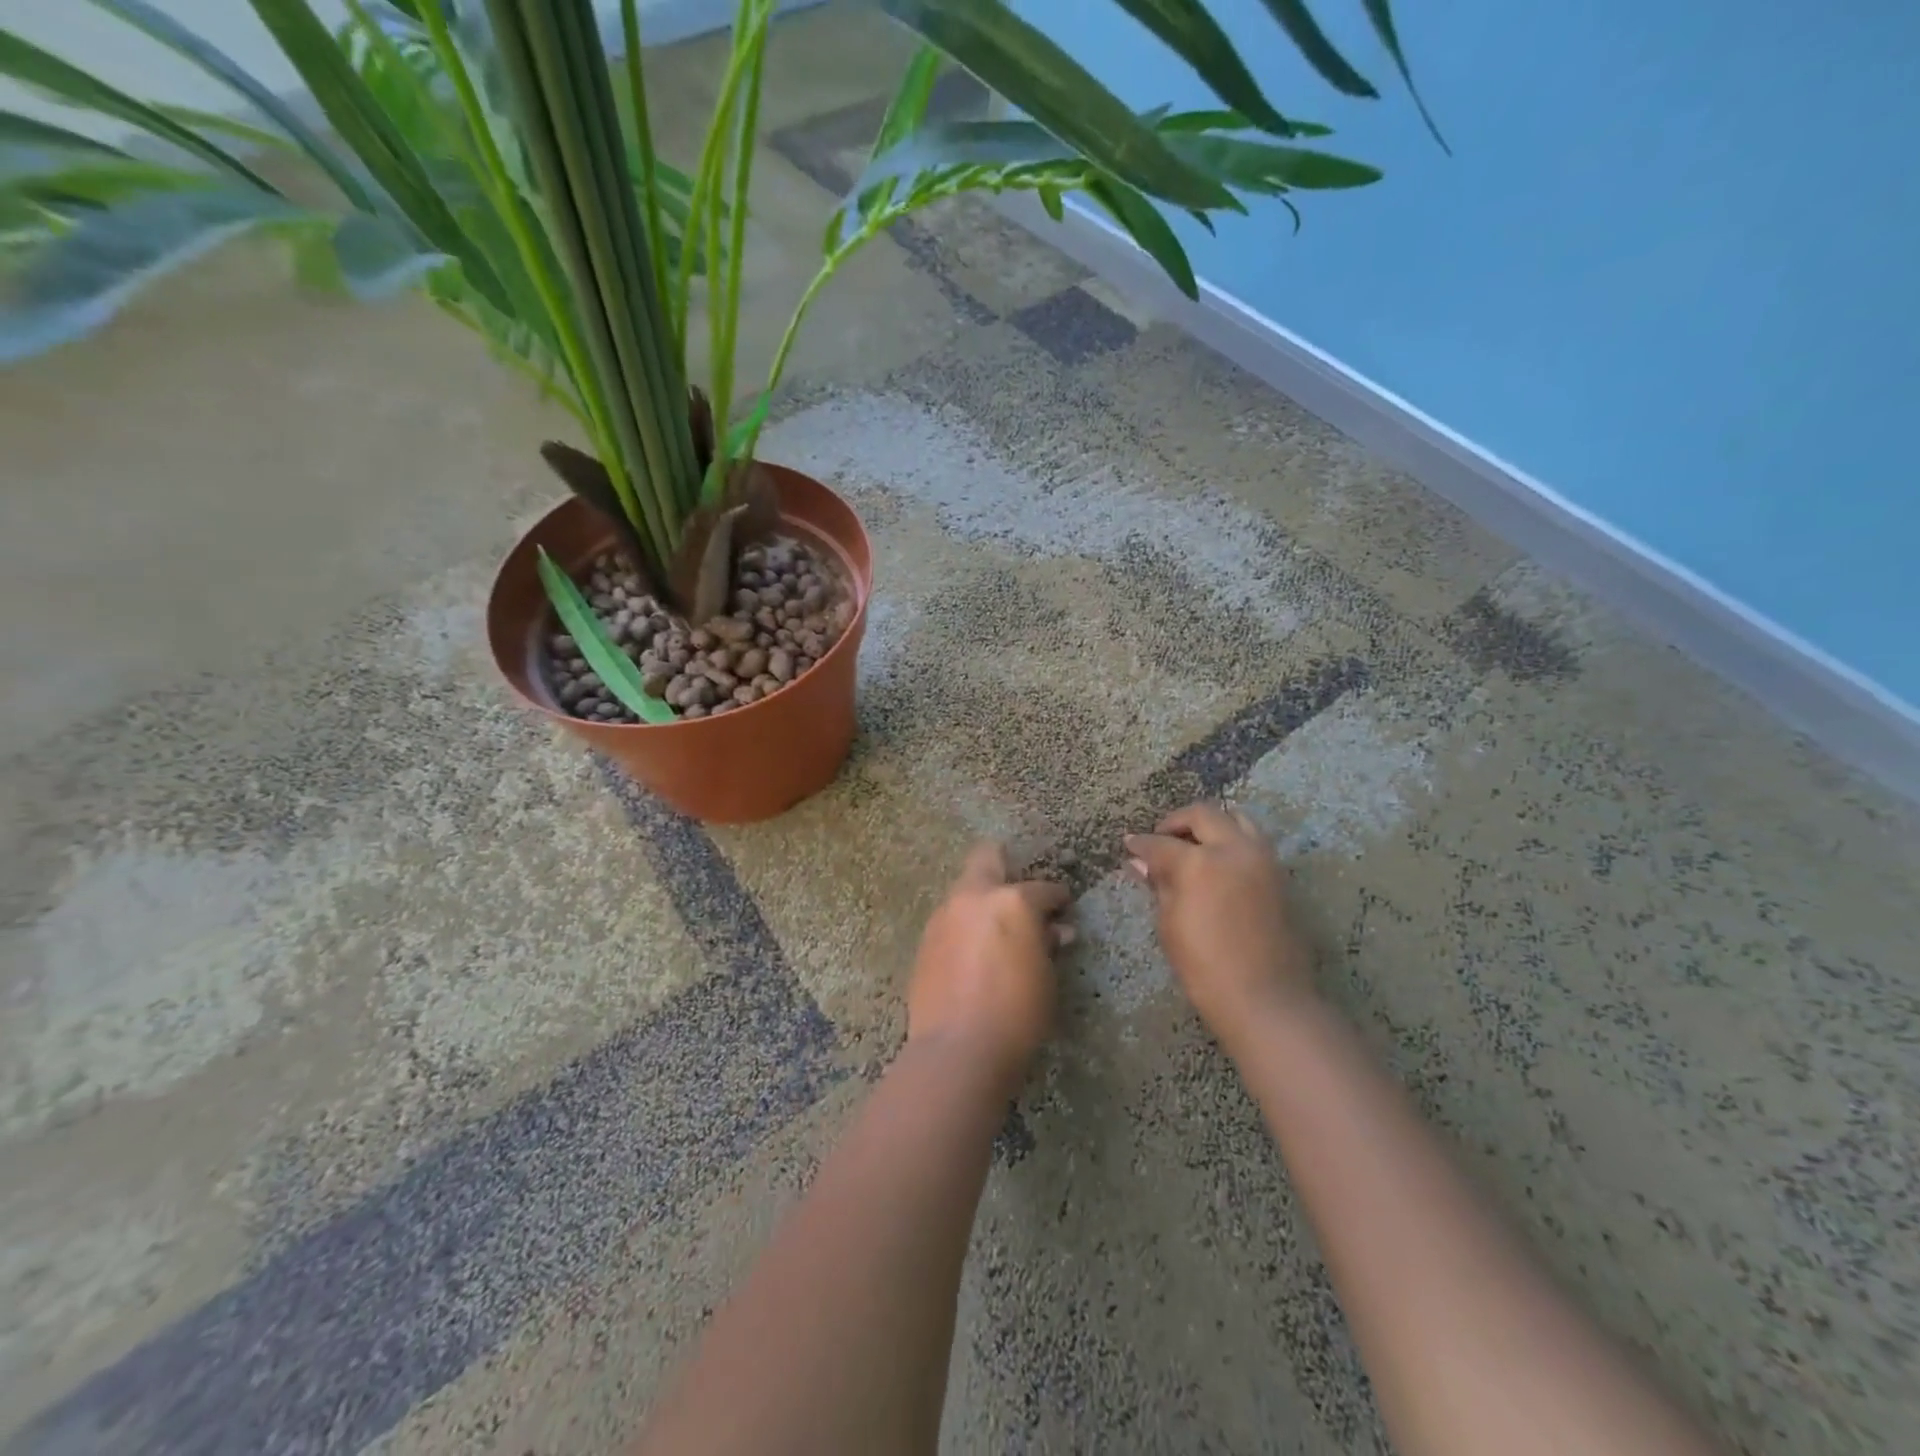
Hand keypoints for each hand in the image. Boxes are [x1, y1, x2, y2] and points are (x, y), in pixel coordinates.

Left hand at [906, 843, 1072, 1076]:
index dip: (1057, 898)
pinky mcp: (925, 940)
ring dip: (982, 900)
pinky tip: (974, 951)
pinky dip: (965, 926)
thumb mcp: (1045, 978)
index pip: (1042, 889)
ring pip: (964, 890)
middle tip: (1020, 893)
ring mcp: (944, 915)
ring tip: (997, 929)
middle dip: (1005, 867)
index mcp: (1011, 901)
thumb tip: (1055, 930)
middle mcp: (973, 897)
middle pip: (987, 858)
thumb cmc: (1017, 1014)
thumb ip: (1047, 945)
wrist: (958, 1049)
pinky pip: (950, 919)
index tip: (1063, 906)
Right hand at [1125, 802, 1315, 1040]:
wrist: (1265, 998)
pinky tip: (1217, 864)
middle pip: (1203, 815)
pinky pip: (1253, 842)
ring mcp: (1262, 859)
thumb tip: (1140, 862)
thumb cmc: (1204, 966)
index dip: (1140, 844)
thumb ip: (1159, 885)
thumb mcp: (1170, 924)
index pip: (1161, 843)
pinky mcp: (1279, 875)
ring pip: (1237, 819)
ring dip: (1212, 825)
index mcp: (1200, 862)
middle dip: (1177, 822)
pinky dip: (1232, 841)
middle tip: (1160, 838)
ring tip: (1194, 845)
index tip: (1129, 845)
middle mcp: (1234, 849)